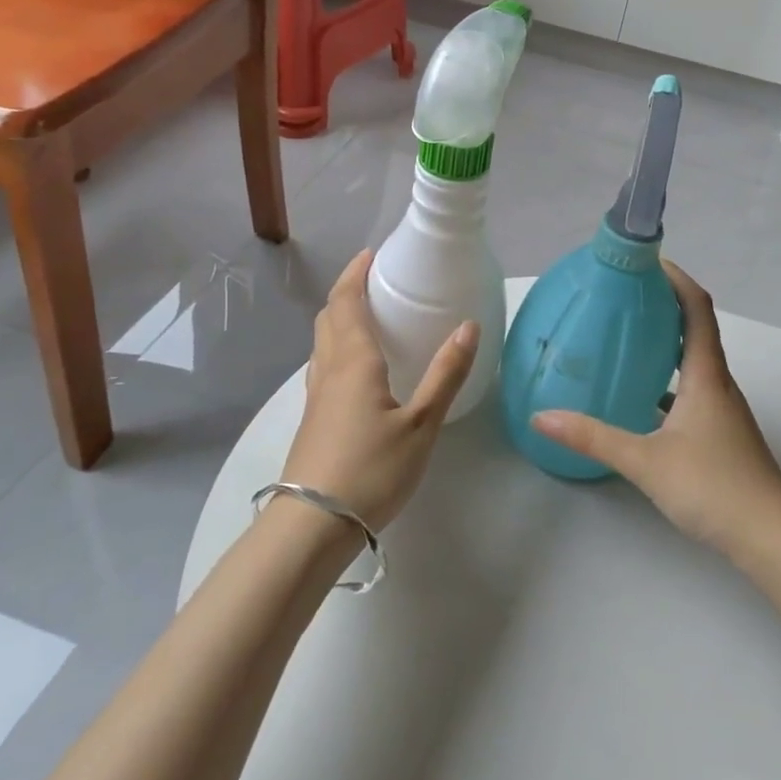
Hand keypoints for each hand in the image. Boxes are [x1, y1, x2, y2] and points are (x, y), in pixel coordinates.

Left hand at [281, 250, 479, 532]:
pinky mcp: (313, 418)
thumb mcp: (421, 425)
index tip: (371, 254)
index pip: (347, 301)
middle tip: (372, 279)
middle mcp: (329, 368)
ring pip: (322, 341)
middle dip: (346, 291)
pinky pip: (323, 364)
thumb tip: (468, 327)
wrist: (312, 524)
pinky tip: (356, 368)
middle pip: (329, 316)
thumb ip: (445, 375)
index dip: (356, 274)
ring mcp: (316, 395)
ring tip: (366, 315)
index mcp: (354, 361)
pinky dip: (337, 345)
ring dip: (339, 317)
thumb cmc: (371, 470)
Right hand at [532, 260, 780, 553]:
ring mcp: (721, 410)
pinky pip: (690, 390)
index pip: (696, 308)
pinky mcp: (719, 434)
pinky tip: (639, 398)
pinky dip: (666, 380)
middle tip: (622, 295)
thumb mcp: (646, 461)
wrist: (773, 540)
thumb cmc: (714, 487)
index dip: (676, 279)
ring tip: (624, 338)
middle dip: (663, 305)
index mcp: (706, 374)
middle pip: (695, 328)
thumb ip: (593, 438)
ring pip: (692, 361)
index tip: (646, 260)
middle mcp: (717, 383)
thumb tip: (542, 416)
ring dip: (665, 342)